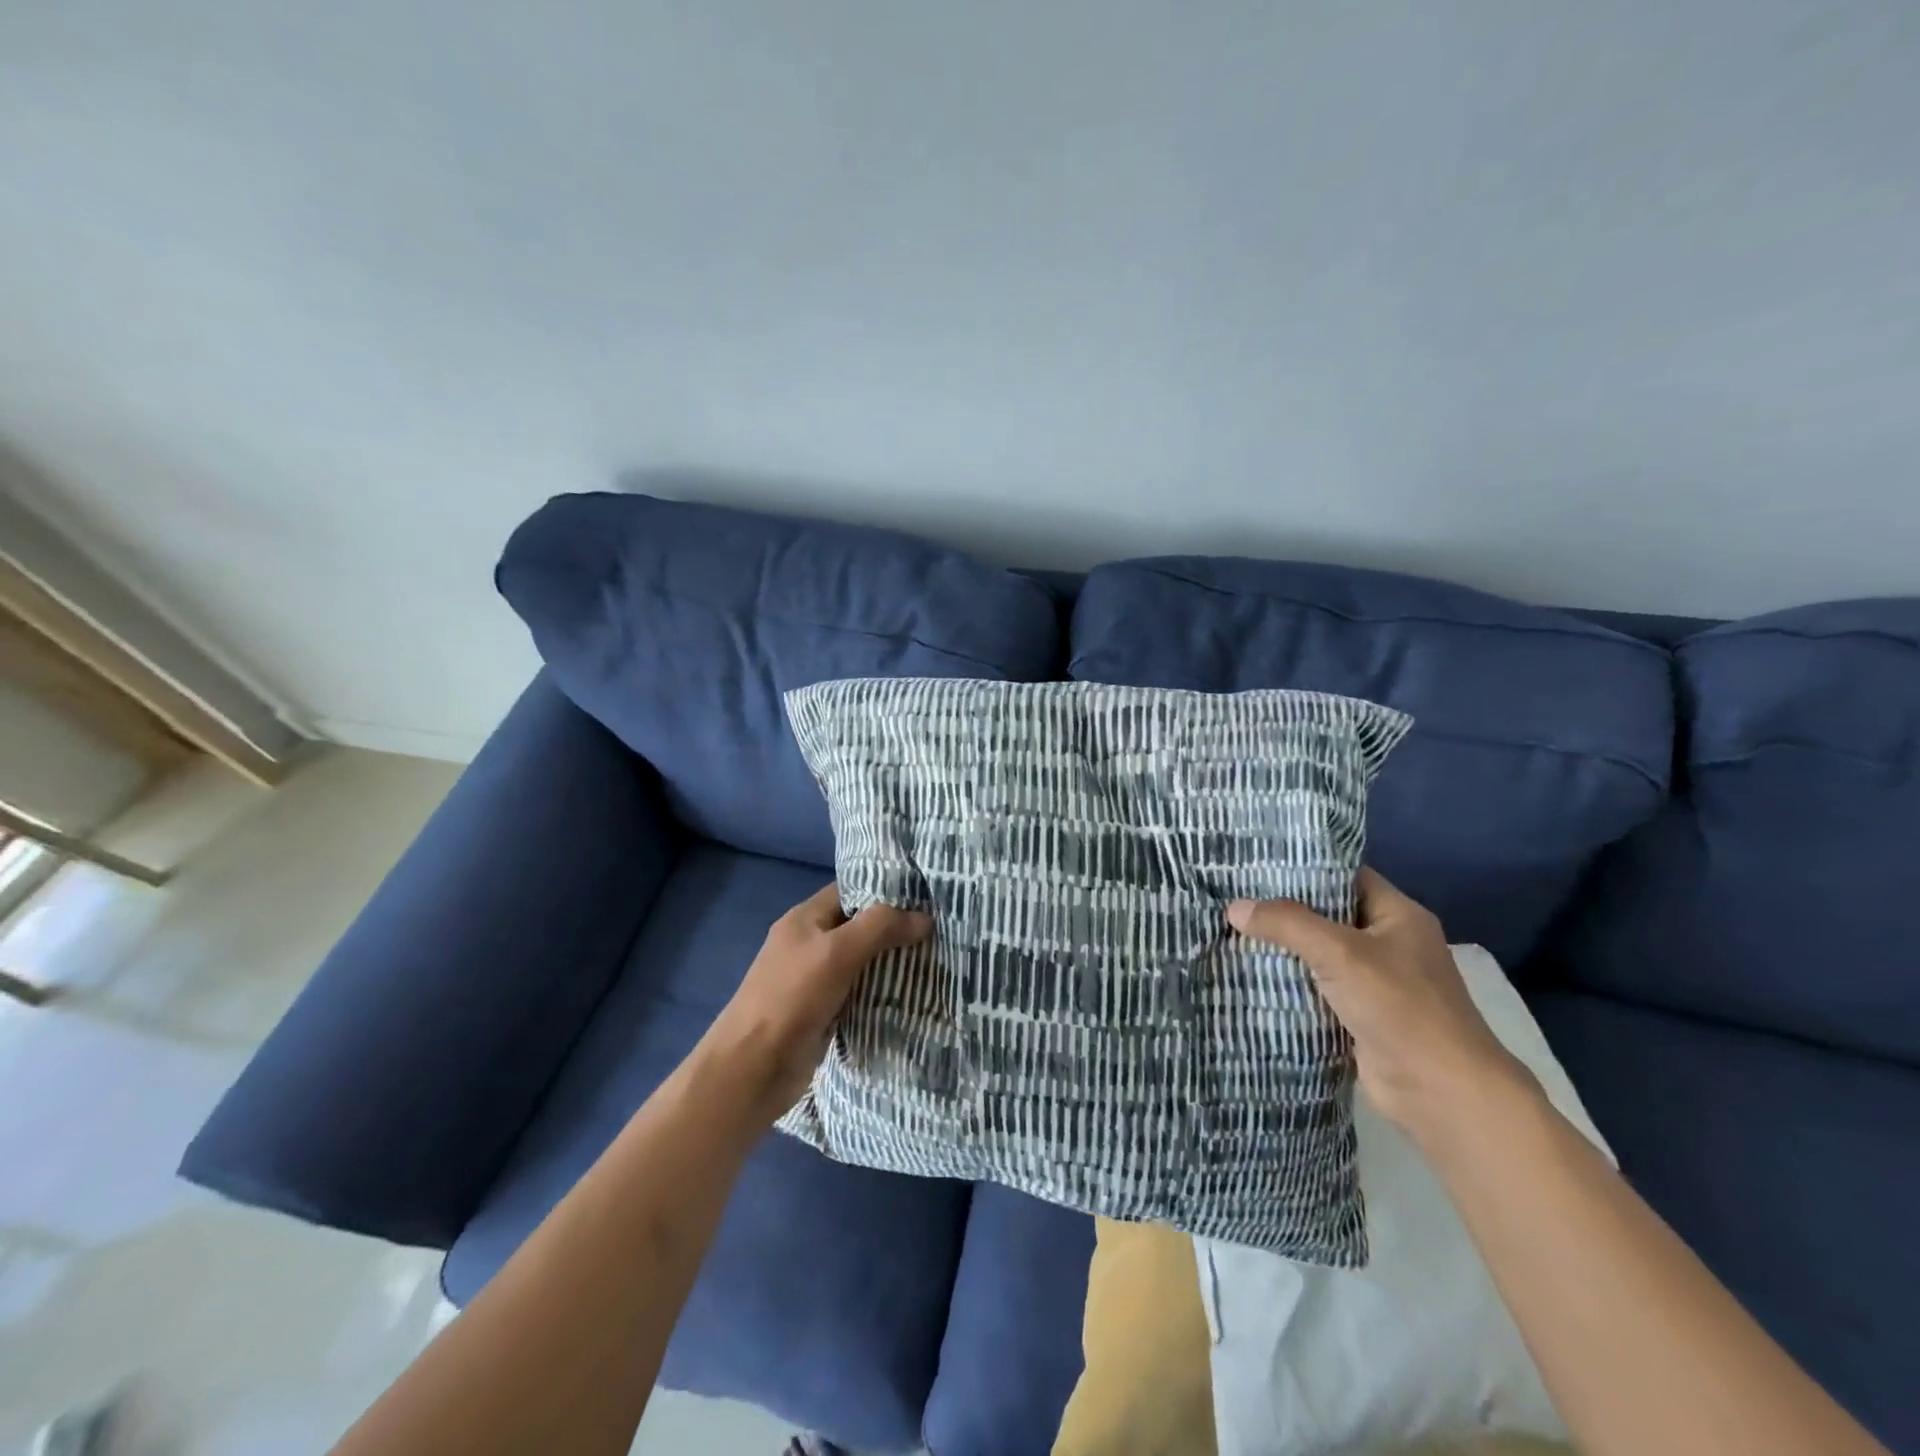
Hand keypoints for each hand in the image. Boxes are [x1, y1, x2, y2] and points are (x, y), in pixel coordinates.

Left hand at [700, 883, 932, 1124]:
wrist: (752, 1069)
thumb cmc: (791, 998)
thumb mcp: (837, 952)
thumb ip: (880, 928)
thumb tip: (925, 917)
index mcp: (805, 918)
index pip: (851, 891)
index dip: (886, 890)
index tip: (926, 895)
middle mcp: (809, 943)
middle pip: (859, 926)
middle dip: (895, 928)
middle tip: (941, 929)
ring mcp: (814, 980)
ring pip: (861, 962)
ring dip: (892, 963)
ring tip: (937, 958)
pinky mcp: (823, 1012)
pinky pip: (859, 993)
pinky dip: (882, 993)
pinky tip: (913, 994)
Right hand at [1227, 868, 1531, 1143]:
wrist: (1441, 1093)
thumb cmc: (1400, 1006)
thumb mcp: (1339, 952)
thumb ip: (1287, 924)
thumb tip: (1234, 908)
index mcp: (1398, 915)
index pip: (1345, 876)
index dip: (1303, 868)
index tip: (1256, 865)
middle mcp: (1389, 943)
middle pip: (1327, 915)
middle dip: (1283, 910)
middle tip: (1233, 897)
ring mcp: (1376, 982)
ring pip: (1318, 954)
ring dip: (1282, 949)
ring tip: (1230, 931)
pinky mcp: (1360, 1016)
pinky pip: (1317, 988)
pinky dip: (1288, 983)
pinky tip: (1249, 974)